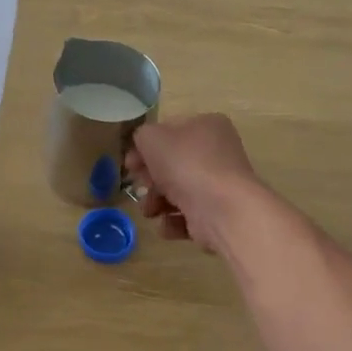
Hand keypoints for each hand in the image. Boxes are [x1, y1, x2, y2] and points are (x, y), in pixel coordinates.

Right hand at [127, 114, 262, 254]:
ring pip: (177, 192)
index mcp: (208, 126)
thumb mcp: (152, 138)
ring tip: (150, 211)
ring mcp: (219, 186)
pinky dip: (173, 221)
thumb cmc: (186, 164)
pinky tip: (167, 224)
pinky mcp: (218, 214)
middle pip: (172, 165)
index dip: (145, 148)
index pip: (170, 132)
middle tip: (140, 187)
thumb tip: (143, 149)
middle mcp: (218, 154)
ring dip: (156, 202)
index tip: (130, 164)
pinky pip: (188, 216)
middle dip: (150, 179)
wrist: (221, 209)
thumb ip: (142, 136)